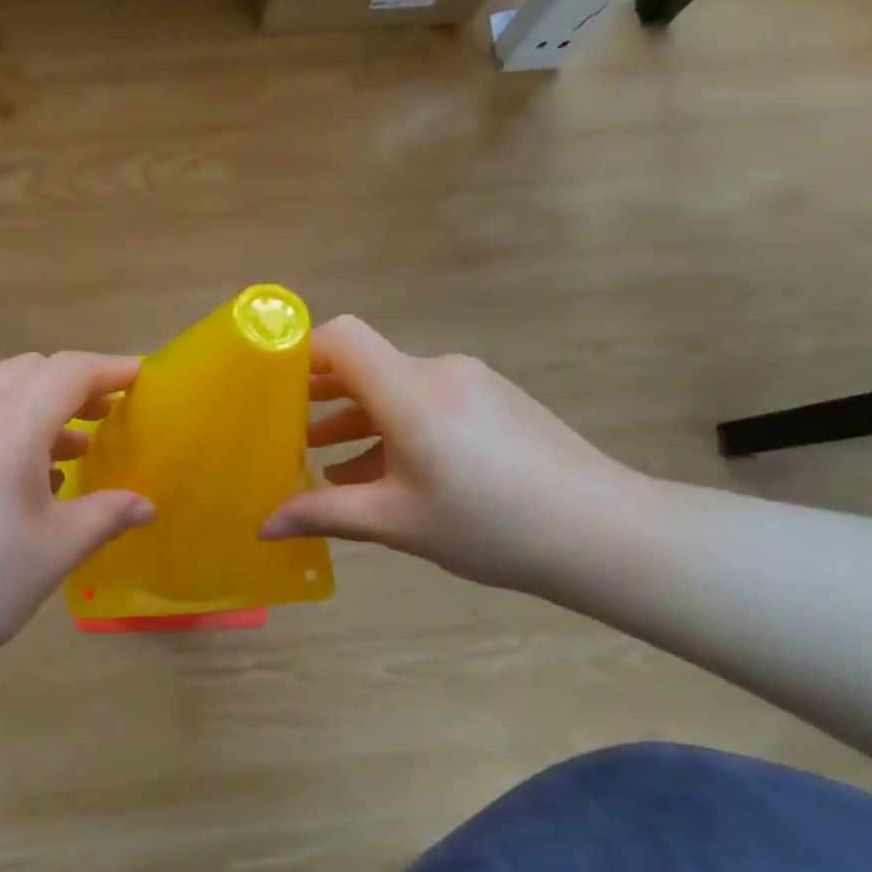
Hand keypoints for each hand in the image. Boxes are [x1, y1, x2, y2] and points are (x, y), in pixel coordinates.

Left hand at [0, 352, 155, 685]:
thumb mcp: (54, 550)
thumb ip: (105, 516)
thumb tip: (145, 505)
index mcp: (10, 423)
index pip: (68, 371)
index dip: (109, 369)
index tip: (139, 376)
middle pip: (30, 371)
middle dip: (72, 385)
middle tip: (106, 412)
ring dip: (38, 407)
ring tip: (71, 450)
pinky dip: (4, 425)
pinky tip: (18, 474)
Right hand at [260, 316, 647, 592]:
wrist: (607, 534)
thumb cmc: (491, 524)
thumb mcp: (396, 522)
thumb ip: (324, 514)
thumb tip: (263, 526)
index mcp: (410, 391)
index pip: (342, 337)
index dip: (300, 352)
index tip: (269, 387)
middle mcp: (439, 371)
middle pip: (365, 364)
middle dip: (320, 395)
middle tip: (284, 431)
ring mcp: (471, 384)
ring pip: (395, 388)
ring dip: (356, 417)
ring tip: (324, 460)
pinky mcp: (494, 401)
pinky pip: (426, 401)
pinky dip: (394, 426)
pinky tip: (384, 472)